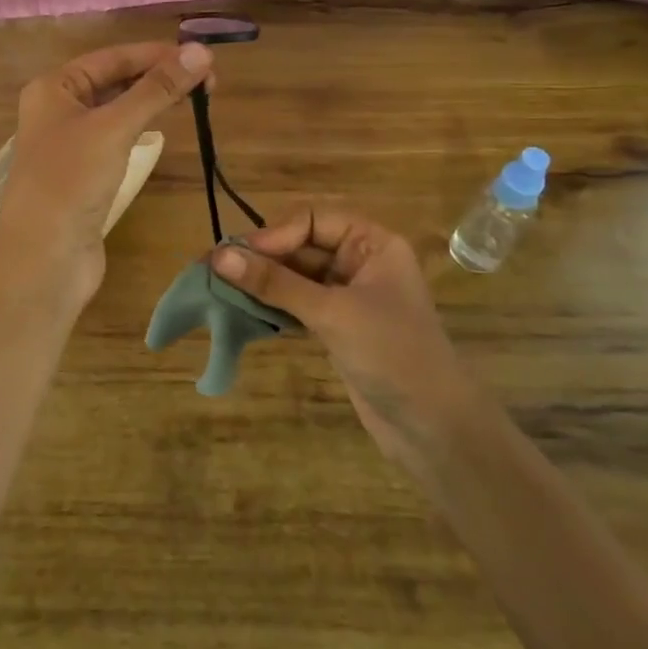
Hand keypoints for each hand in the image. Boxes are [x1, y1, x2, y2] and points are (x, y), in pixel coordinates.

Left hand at [0, 41, 213, 311]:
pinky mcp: (84, 174)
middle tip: (208, 81)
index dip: (157, 54)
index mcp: (54, 88)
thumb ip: (156, 89)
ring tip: (195, 98)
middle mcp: (58, 109)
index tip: (202, 57)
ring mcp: (70, 144)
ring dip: (152, 101)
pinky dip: (141, 129)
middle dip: (158, 77)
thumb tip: (200, 51)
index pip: (112, 57)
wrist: (44, 259)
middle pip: (115, 81)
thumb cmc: (71, 182)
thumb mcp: (114, 128)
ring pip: (118, 110)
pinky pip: (117, 139)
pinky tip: (163, 128)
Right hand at [212, 206, 471, 470]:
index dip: (273, 234)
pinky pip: (297, 304)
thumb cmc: (391, 353)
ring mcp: (348, 295)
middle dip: (261, 258)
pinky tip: (243, 312)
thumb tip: (219, 256)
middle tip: (213, 270)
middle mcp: (360, 261)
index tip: (236, 256)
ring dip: (261, 283)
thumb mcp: (332, 313)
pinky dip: (272, 306)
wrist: (434, 428)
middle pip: (300, 246)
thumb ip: (275, 283)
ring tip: (219, 289)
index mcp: (372, 243)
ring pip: (295, 277)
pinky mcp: (338, 326)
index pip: (311, 220)